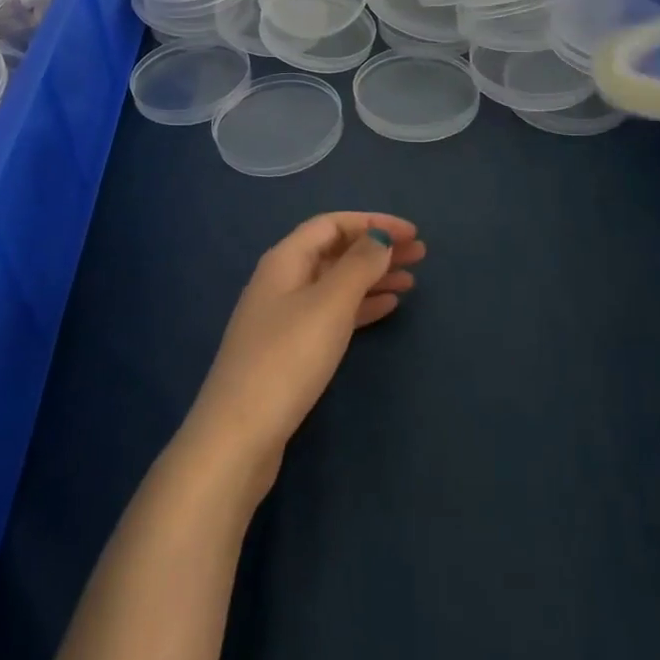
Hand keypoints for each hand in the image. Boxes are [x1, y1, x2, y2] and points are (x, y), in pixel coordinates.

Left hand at [181, 212, 423, 502]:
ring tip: (411, 282)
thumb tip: (380, 237)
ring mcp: (283, 316)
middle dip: (376, 249)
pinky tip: (386, 308)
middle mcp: (282, 280)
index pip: (332, 225)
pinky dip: (360, 306)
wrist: (239, 436)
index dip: (372, 223)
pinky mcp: (288, 350)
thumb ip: (358, 266)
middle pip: (335, 252)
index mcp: (285, 260)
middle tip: (421, 255)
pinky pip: (331, 313)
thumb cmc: (287, 359)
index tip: (412, 233)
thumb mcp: (329, 305)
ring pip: (335, 284)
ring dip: (372, 277)